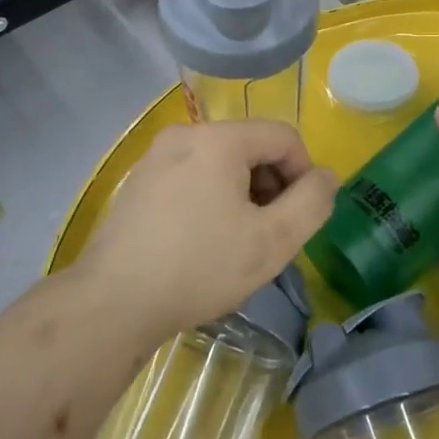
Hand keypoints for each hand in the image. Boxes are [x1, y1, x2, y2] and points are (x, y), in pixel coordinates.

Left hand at [76, 119, 337, 345]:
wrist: (112, 303)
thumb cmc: (199, 267)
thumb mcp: (271, 241)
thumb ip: (312, 203)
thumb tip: (326, 177)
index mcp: (218, 139)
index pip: (282, 136)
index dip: (305, 172)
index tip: (302, 216)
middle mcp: (184, 135)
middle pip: (250, 146)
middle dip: (272, 184)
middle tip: (273, 233)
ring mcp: (155, 157)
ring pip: (219, 162)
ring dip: (243, 193)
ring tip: (240, 241)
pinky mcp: (138, 182)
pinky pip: (191, 176)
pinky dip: (211, 198)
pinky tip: (205, 241)